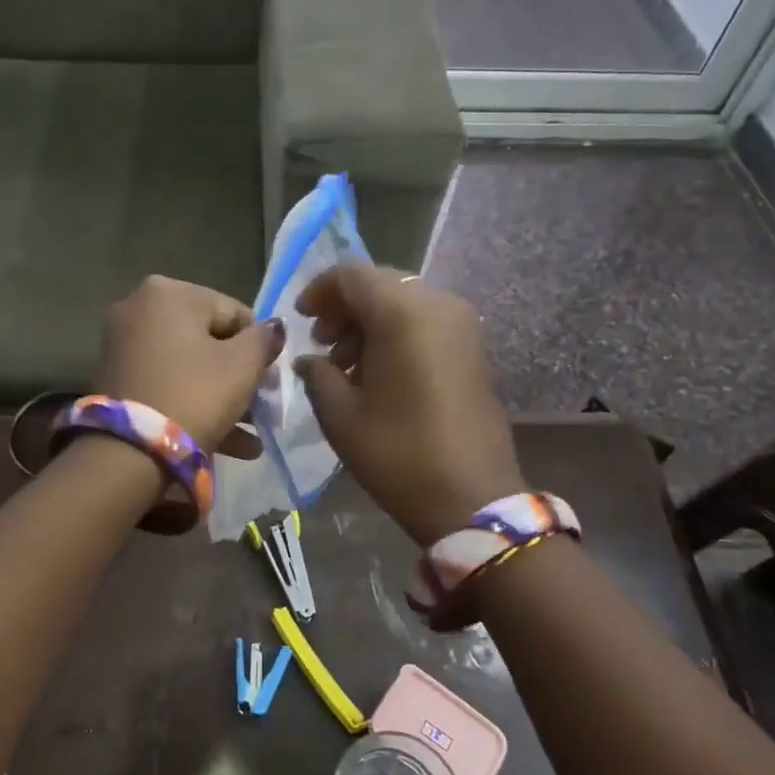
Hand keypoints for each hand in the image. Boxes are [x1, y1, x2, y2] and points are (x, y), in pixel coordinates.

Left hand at [94, 275, 283, 453]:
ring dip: (225, 398)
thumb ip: (264, 340)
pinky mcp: (118, 382)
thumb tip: (273, 328)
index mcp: (168, 293)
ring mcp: (123, 347)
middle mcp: (139, 309)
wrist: (130, 452)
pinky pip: (168, 386)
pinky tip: (234, 444)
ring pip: (189, 368)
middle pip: (208, 340)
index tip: (272, 379)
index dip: (259, 346)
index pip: (233, 312)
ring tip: (254, 434)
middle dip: (240, 377)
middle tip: (264, 405)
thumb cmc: (194, 394)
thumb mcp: (242, 365)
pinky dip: (196, 407)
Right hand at [295, 264, 522, 544]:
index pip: (352, 275)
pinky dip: (397, 332)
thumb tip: (309, 360)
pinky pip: (426, 321)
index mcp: (402, 314)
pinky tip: (379, 371)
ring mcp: (462, 324)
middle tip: (322, 343)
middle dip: (345, 306)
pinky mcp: (474, 347)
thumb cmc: (398, 455)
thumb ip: (317, 375)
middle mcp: (438, 305)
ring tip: (347, 364)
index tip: (301, 319)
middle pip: (381, 283)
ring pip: (404, 301)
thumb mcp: (341, 416)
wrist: (473, 498)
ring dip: (370, 321)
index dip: (319, 291)